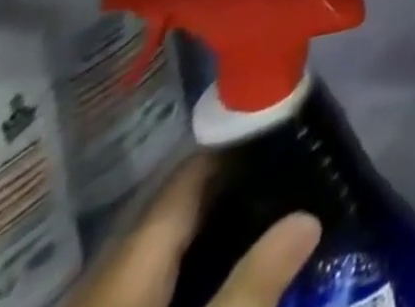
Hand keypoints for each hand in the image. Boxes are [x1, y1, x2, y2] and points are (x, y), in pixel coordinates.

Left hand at [66, 156, 321, 306]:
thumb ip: (252, 287)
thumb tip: (308, 217)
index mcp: (130, 265)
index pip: (187, 177)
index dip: (235, 145)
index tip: (284, 127)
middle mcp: (106, 277)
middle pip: (174, 210)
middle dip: (229, 188)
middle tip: (288, 173)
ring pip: (160, 248)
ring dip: (209, 229)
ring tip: (266, 218)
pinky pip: (147, 283)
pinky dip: (188, 268)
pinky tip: (218, 276)